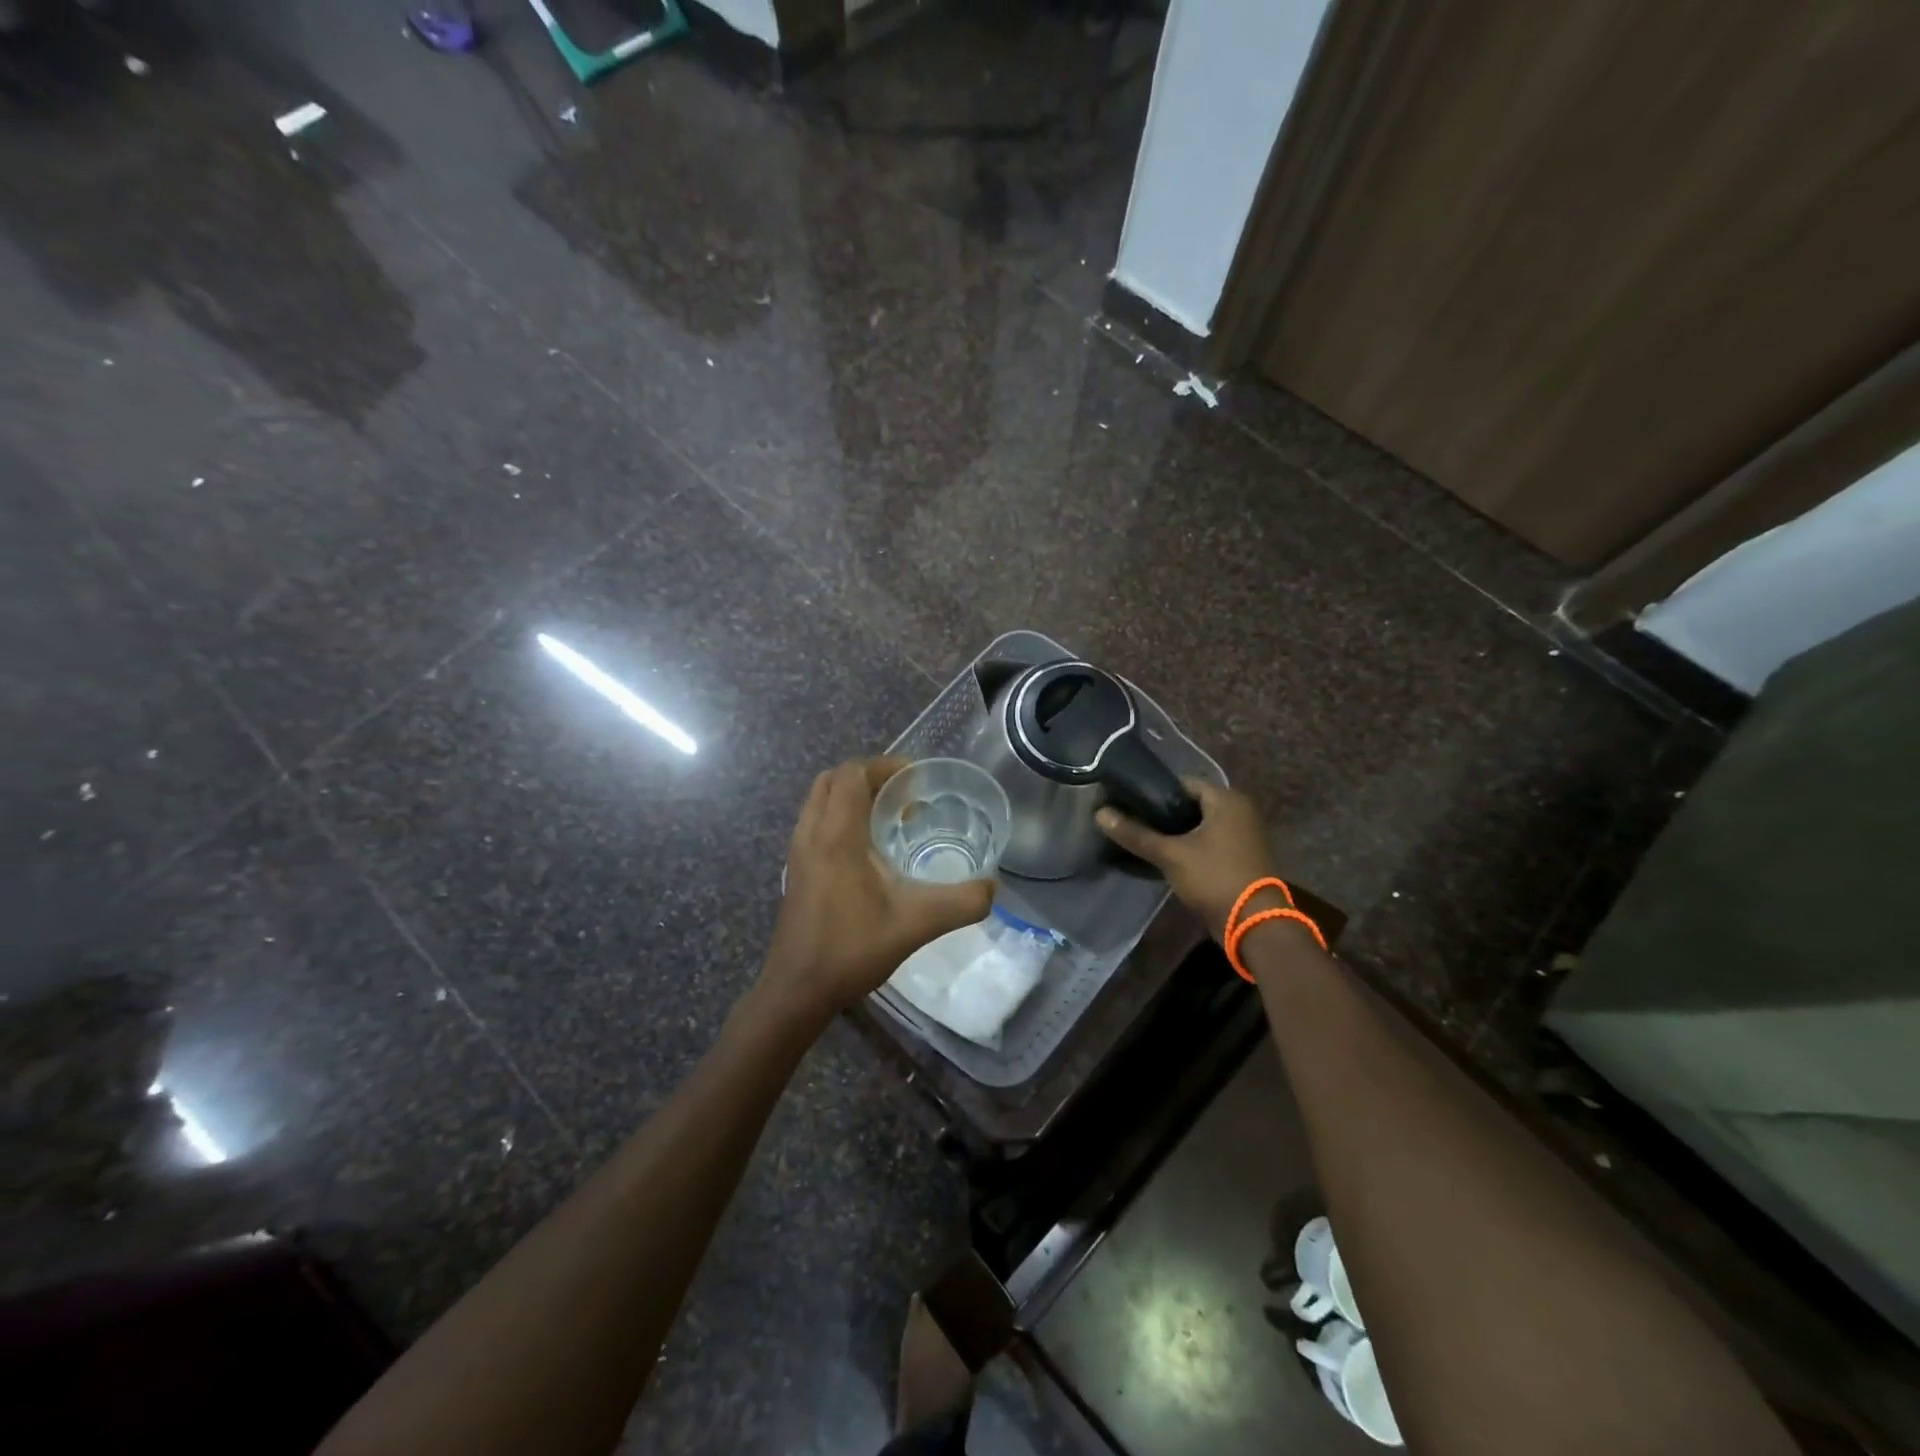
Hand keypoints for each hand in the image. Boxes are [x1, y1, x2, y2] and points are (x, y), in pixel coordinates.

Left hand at [762, 758, 994, 1020]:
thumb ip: (960, 903)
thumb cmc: (851, 949)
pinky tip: (870, 853)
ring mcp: (798, 853)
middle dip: (869, 777)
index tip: (917, 780)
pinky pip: (817, 824)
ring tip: (891, 820)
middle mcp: (811, 834)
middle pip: (832, 780)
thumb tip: (992, 887)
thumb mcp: (916, 924)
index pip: (852, 773)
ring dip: (853, 798)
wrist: (797, 991)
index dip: (885, 766)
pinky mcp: (796, 871)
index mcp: (836, 834)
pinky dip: (842, 819)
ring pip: (821, 802)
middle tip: (904, 796)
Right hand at [1096, 779, 1283, 941]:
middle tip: (1132, 820)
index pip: (1183, 783)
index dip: (1154, 791)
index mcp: (1228, 800)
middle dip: (1162, 813)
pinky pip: (1208, 842)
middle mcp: (1239, 811)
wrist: (1253, 923)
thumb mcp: (1170, 854)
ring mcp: (1242, 835)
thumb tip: (1099, 814)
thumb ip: (1136, 833)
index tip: (1128, 800)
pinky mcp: (1240, 857)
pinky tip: (1164, 855)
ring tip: (1143, 838)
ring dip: (1175, 832)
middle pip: (1191, 804)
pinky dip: (1188, 846)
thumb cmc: (1214, 877)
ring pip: (1199, 825)